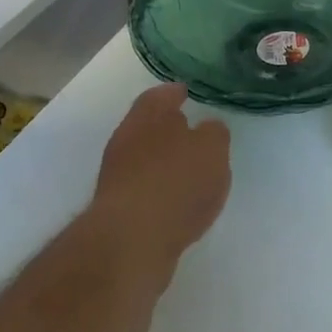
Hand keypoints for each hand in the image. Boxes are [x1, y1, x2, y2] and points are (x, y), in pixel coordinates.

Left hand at [90, 84, 231, 266]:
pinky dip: (161, 188)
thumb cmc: (177, 182)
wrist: (132, 239)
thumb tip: (208, 129)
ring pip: (145, 158)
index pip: (160, 95)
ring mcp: (118, 175)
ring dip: (164, 160)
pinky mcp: (118, 208)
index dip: (174, 93)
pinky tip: (179, 201)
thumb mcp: (212, 150)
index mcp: (148, 116)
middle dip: (168, 128)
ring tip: (191, 169)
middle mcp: (127, 140)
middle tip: (191, 130)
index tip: (185, 91)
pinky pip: (145, 188)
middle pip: (148, 126)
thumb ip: (214, 135)